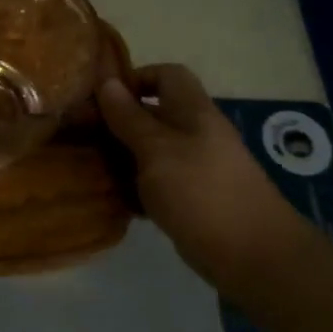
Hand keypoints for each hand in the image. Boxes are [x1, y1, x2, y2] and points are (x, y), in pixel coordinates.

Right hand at [97, 64, 318, 294]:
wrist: (253, 256)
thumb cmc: (202, 192)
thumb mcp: (157, 149)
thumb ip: (129, 117)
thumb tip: (106, 82)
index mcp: (192, 112)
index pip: (166, 75)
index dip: (134, 79)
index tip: (101, 98)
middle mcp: (193, 134)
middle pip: (151, 114)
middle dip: (116, 121)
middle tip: (79, 134)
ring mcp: (192, 168)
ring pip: (147, 149)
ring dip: (118, 155)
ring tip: (86, 165)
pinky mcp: (188, 198)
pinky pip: (152, 181)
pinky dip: (131, 185)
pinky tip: (107, 195)